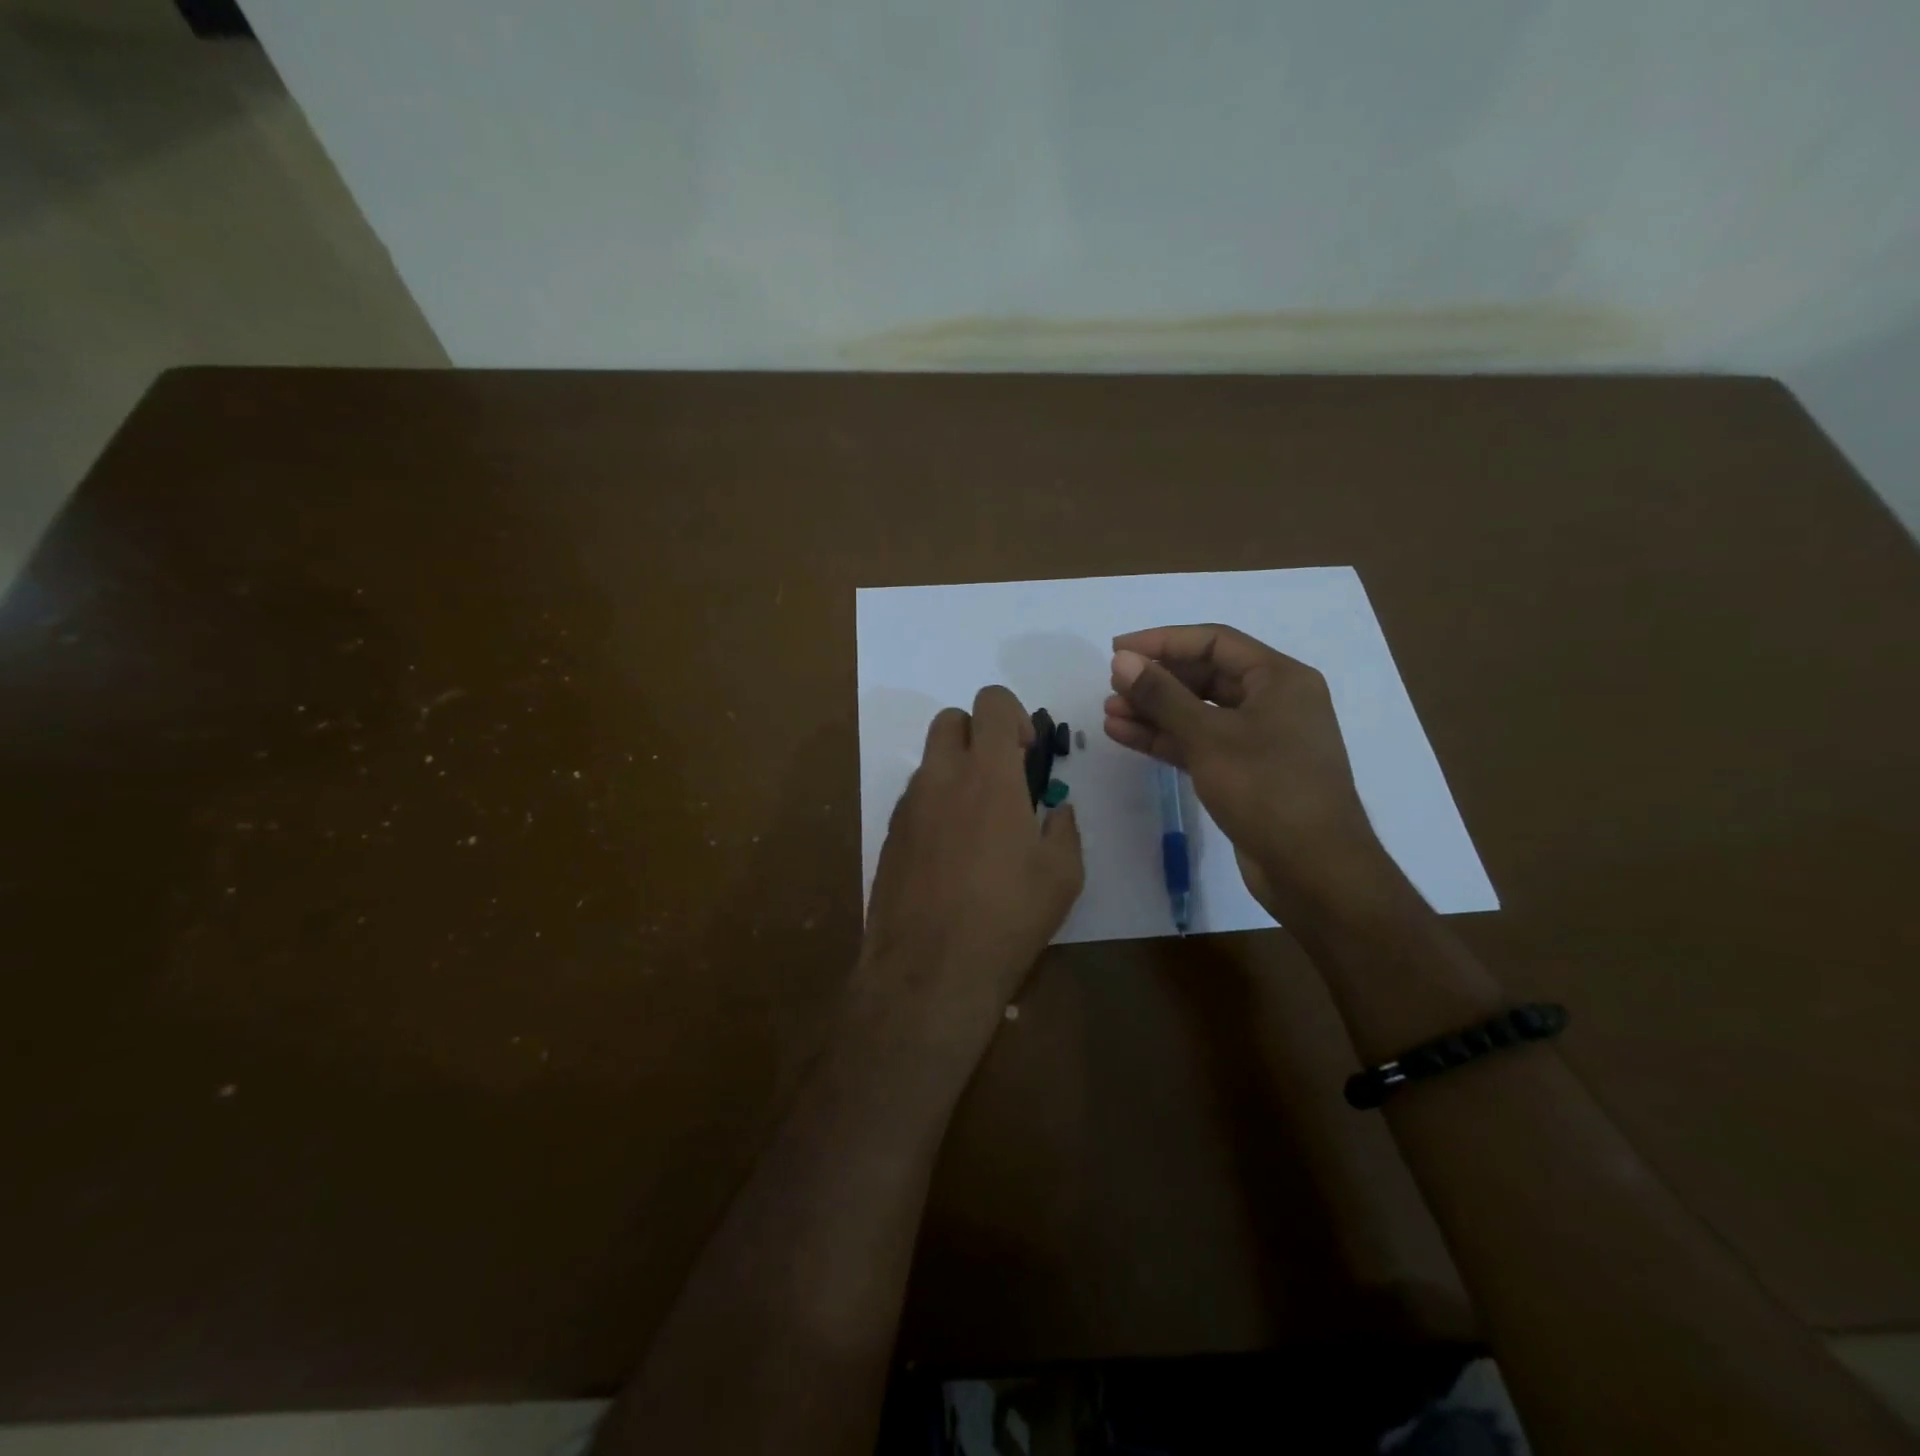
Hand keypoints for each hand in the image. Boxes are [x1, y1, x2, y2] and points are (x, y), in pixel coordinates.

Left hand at [859, 685, 1083, 1053]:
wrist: (930, 968)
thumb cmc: (1008, 916)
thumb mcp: (1062, 875)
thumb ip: (1064, 829)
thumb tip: (1056, 812)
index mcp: (988, 775)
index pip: (991, 702)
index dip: (1013, 714)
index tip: (1027, 752)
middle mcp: (941, 778)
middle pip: (951, 719)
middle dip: (978, 733)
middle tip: (1002, 776)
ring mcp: (909, 806)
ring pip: (930, 761)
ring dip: (956, 772)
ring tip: (979, 825)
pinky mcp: (890, 835)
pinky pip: (915, 800)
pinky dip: (936, 806)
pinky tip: (952, 855)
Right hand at [1103, 624, 1384, 915]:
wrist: (1314, 870)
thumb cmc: (1268, 790)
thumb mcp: (1209, 737)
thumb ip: (1162, 696)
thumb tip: (1122, 660)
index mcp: (1279, 679)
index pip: (1214, 642)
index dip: (1162, 641)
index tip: (1118, 650)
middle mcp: (1273, 701)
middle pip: (1205, 676)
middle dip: (1156, 680)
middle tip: (1112, 685)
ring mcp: (1260, 739)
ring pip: (1198, 713)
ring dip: (1154, 711)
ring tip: (1109, 712)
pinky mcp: (1245, 773)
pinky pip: (1200, 743)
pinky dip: (1166, 739)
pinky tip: (1125, 735)